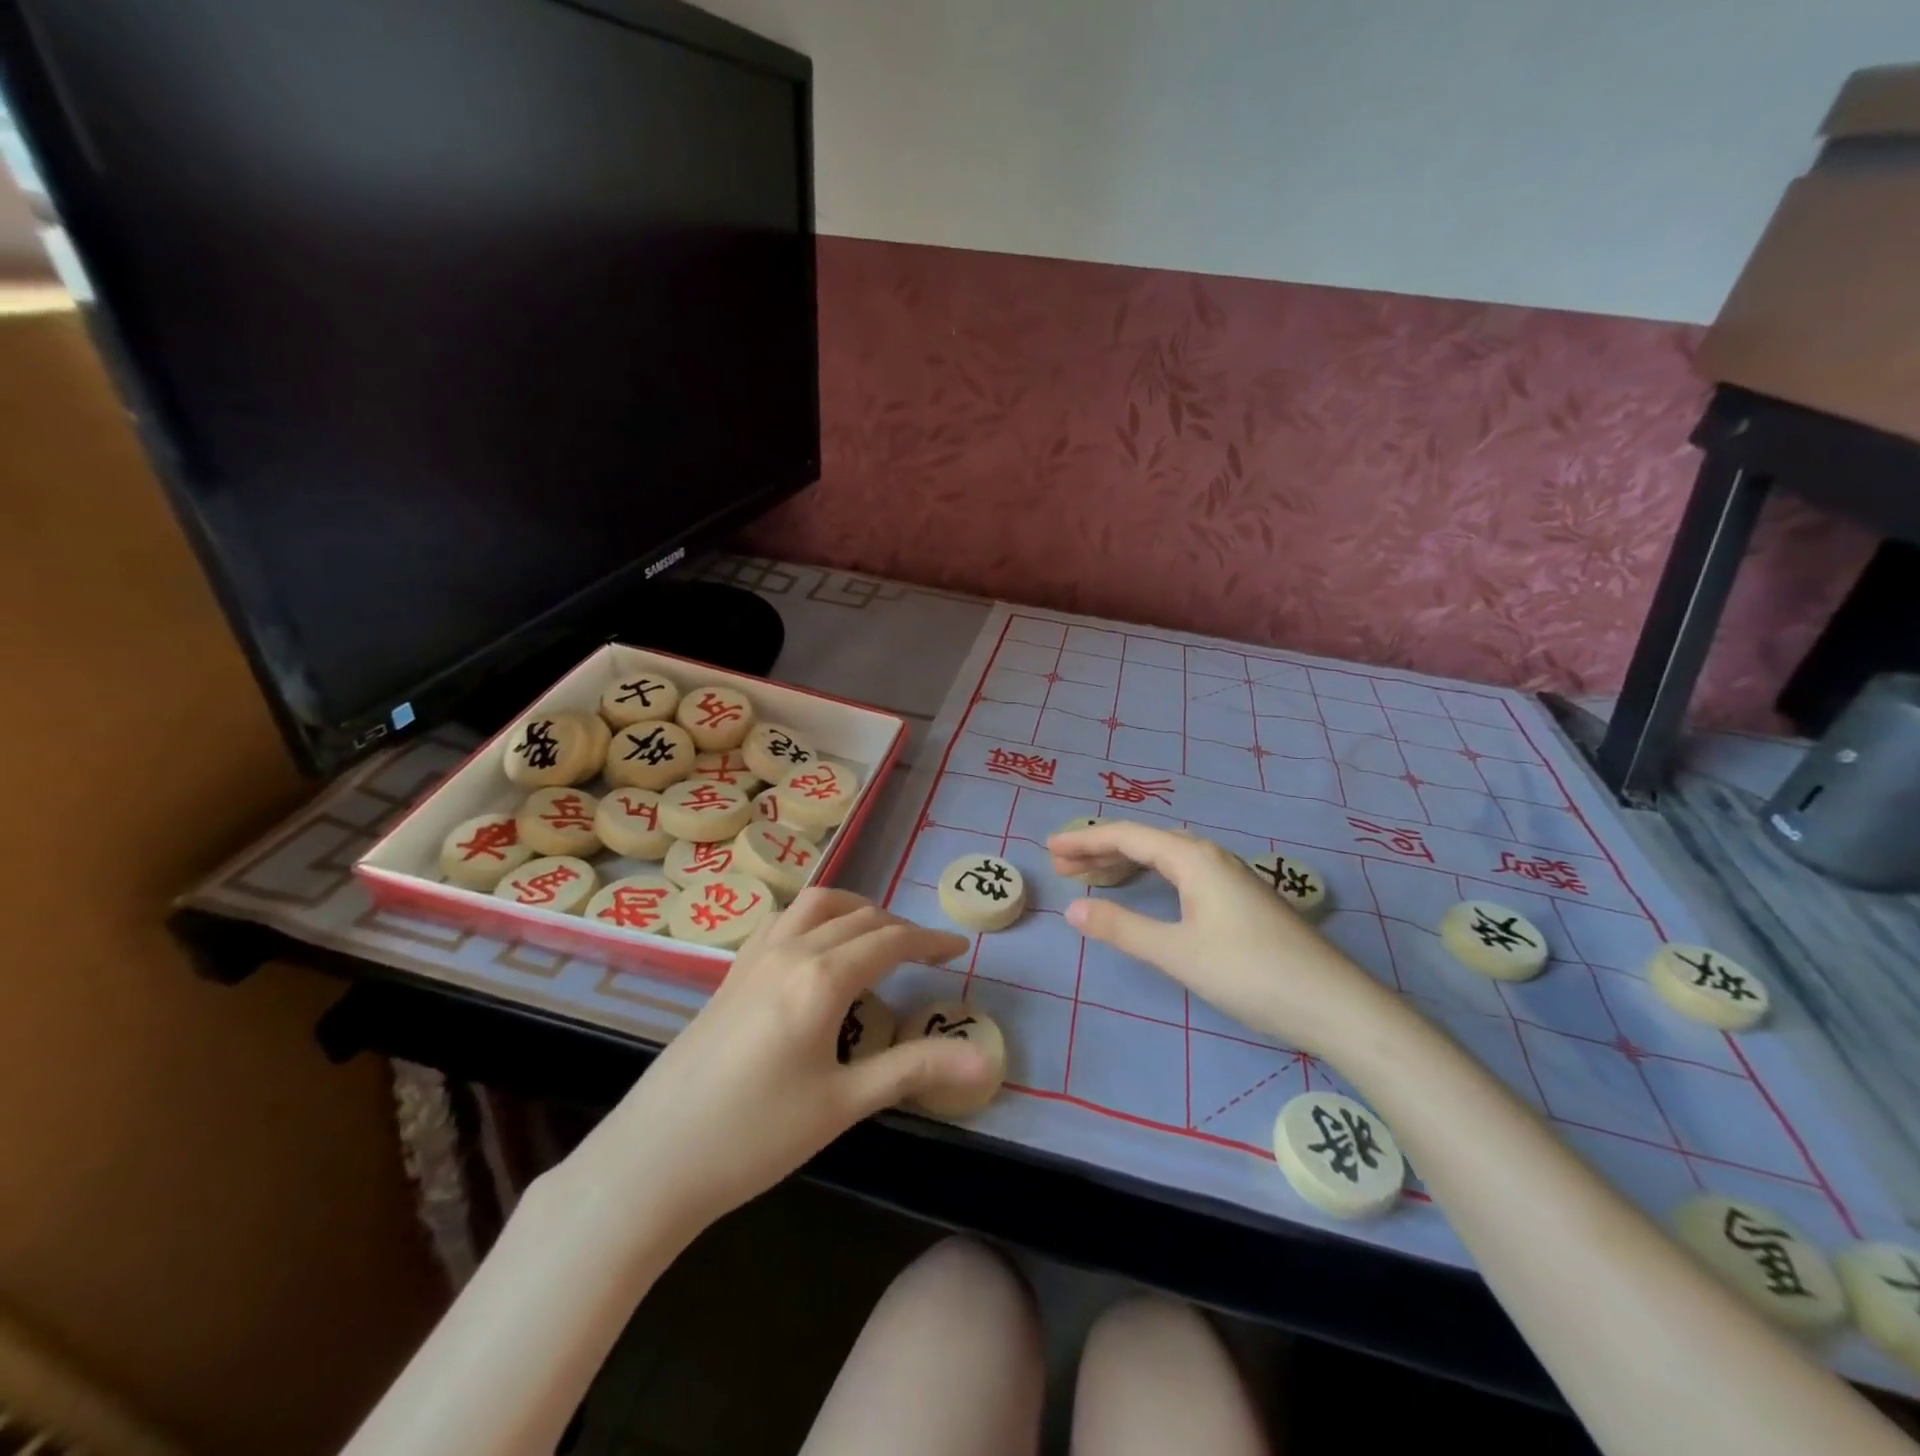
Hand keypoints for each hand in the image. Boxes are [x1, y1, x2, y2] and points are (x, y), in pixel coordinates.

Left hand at [580, 889, 993, 1233]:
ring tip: (876, 935)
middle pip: (857, 918)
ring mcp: (754, 958)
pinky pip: (783, 921)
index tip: (959, 948)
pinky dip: (815, 918)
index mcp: (821, 978)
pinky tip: (816, 950)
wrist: (653, 1160)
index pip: (890, 941)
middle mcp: (790, 951)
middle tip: (927, 953)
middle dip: (898, 927)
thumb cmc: (756, 1136)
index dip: (930, 941)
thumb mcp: (844, 1103)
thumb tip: (984, 1061)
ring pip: (815, 906)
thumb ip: (914, 1069)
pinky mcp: (731, 973)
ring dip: (854, 910)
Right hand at [1050, 822, 1398, 1057]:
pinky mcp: (1240, 900)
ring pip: (1165, 859)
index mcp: (1193, 858)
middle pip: (1145, 842)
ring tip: (1092, 880)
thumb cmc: (1249, 972)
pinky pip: (1181, 874)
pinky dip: (1151, 879)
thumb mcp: (1177, 952)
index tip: (1050, 849)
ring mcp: (1229, 878)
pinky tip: (1145, 895)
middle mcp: (1210, 857)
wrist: (1333, 1004)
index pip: (1128, 836)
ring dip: (1125, 865)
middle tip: (1063, 868)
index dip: (1086, 840)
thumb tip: (1072, 909)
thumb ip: (1122, 928)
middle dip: (1101, 851)